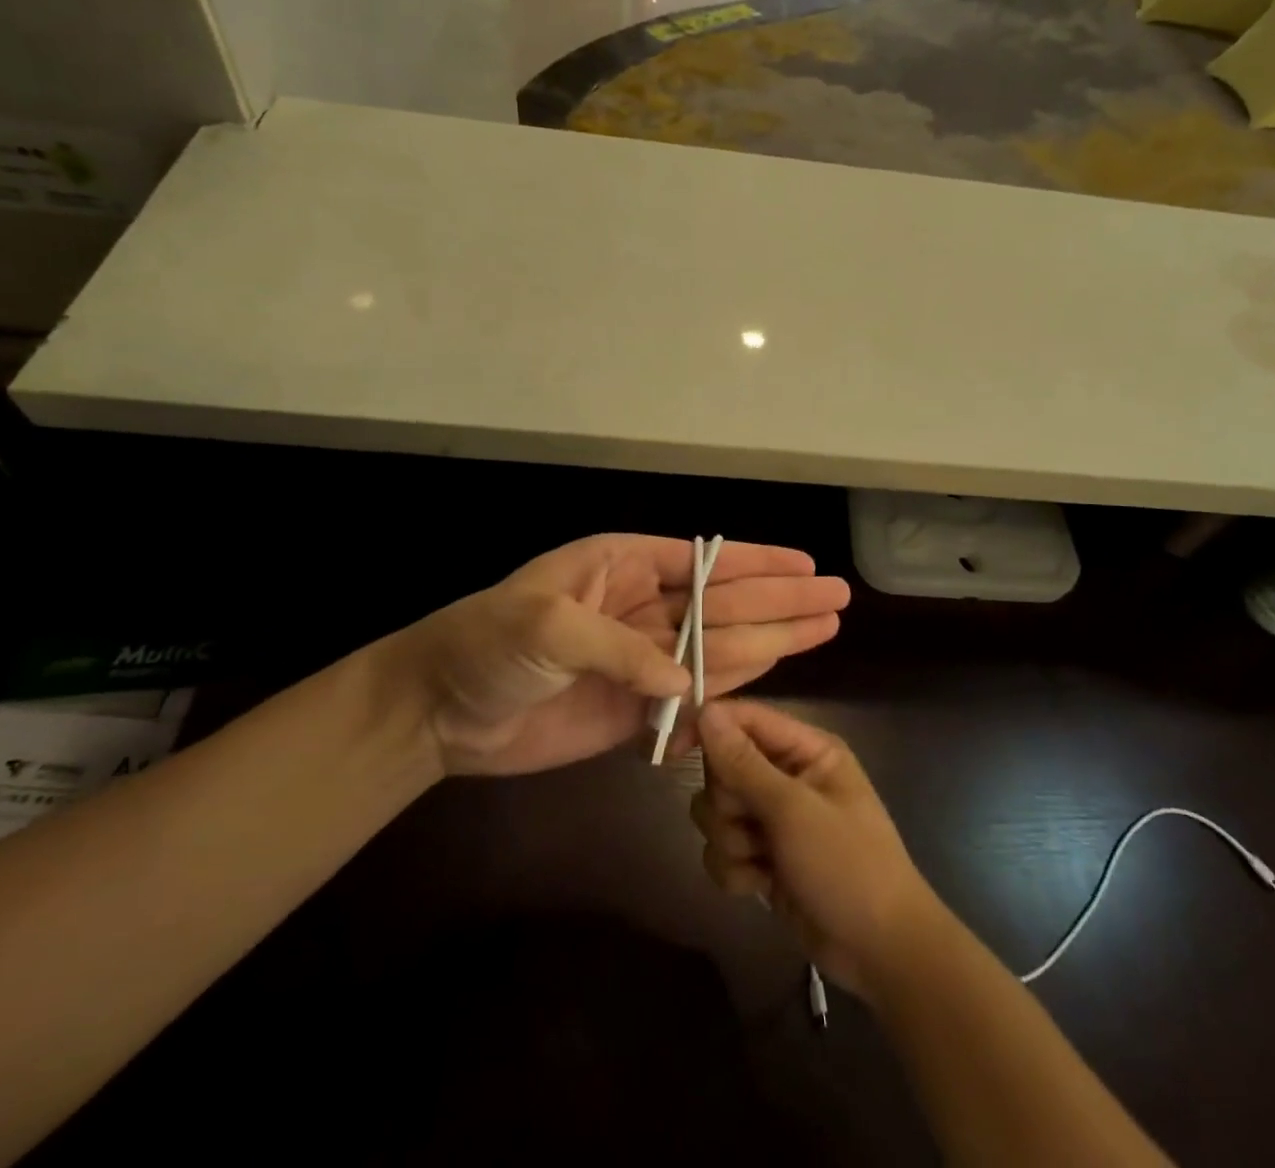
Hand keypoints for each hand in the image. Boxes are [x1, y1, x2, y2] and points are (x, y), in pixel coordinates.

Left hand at [358, 535, 848, 776]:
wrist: (438, 711)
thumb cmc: (484, 645)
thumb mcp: (544, 625)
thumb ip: (618, 649)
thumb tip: (685, 682)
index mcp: (620, 567)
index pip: (703, 563)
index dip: (758, 564)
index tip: (806, 565)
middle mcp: (639, 607)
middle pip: (724, 604)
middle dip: (781, 600)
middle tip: (836, 598)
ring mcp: (640, 659)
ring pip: (720, 647)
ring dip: (773, 639)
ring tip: (824, 629)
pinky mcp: (634, 708)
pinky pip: (695, 694)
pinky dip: (735, 685)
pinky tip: (774, 670)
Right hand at [692, 700, 946, 996]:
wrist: (880, 951)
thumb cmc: (847, 865)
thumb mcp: (794, 810)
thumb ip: (744, 763)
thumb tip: (705, 711)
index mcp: (806, 749)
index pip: (745, 719)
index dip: (707, 729)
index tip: (671, 750)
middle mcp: (787, 775)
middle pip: (723, 768)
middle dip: (727, 803)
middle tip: (752, 825)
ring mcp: (774, 819)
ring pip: (717, 811)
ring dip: (730, 841)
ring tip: (762, 861)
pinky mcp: (764, 858)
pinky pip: (723, 850)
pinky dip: (735, 869)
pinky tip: (761, 886)